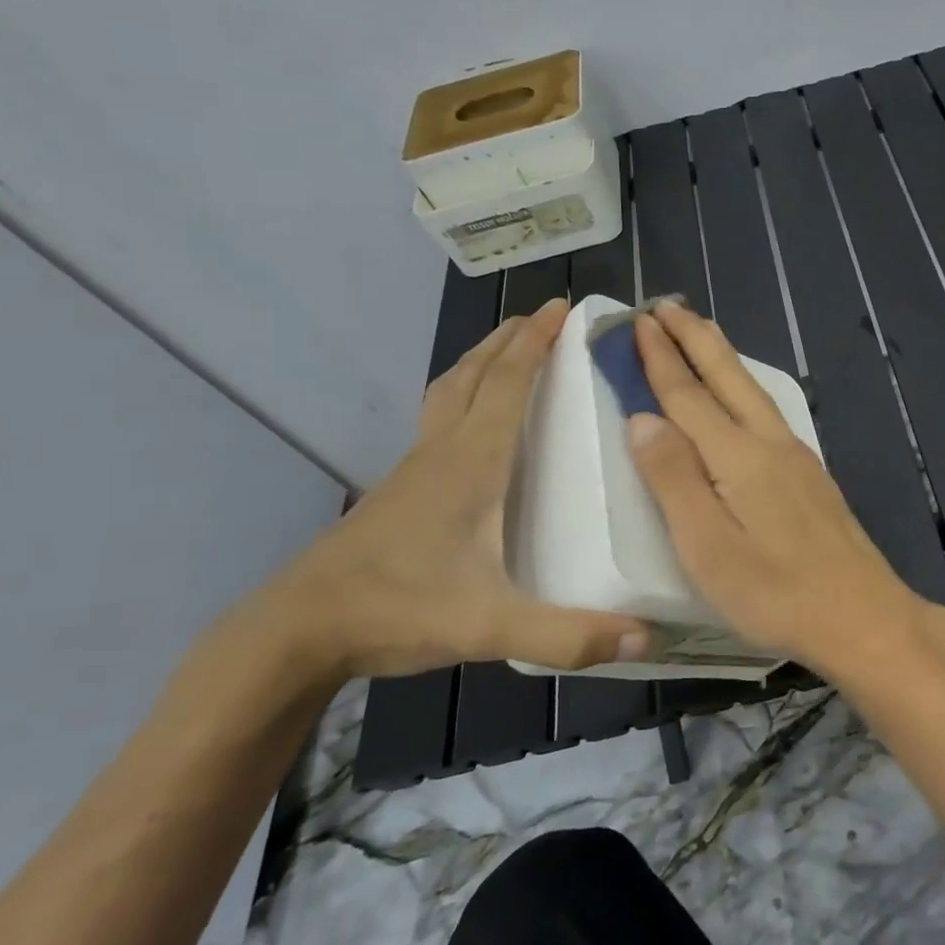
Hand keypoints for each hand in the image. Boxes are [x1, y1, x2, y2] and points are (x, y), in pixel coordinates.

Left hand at [261, 299, 648, 680]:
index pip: (508, 384)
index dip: (537, 342)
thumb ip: (569, 634)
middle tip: (543, 316)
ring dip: (481, 361)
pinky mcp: (399, 489)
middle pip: (475, 374)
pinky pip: (438, 420)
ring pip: (449, 392)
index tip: (564, 307)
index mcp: (471, 464)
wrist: (297, 631)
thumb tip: (647, 637)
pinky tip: (471, 423)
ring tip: (508, 349)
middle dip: (510, 338)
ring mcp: (414, 468)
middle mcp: (442, 452)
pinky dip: (461, 395)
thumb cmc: (397, 610)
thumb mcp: (491, 627)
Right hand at [625, 301, 944, 679]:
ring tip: (700, 332)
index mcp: (738, 457)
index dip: (659, 358)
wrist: (862, 614)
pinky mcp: (810, 475)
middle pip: (727, 377)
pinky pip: (767, 410)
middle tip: (665, 304)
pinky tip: (741, 395)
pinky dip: (743, 386)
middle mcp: (769, 443)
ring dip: (721, 356)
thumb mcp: (708, 548)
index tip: (636, 321)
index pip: (688, 395)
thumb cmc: (775, 592)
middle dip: (694, 337)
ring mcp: (796, 456)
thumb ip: (673, 480)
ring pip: (752, 390)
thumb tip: (643, 418)